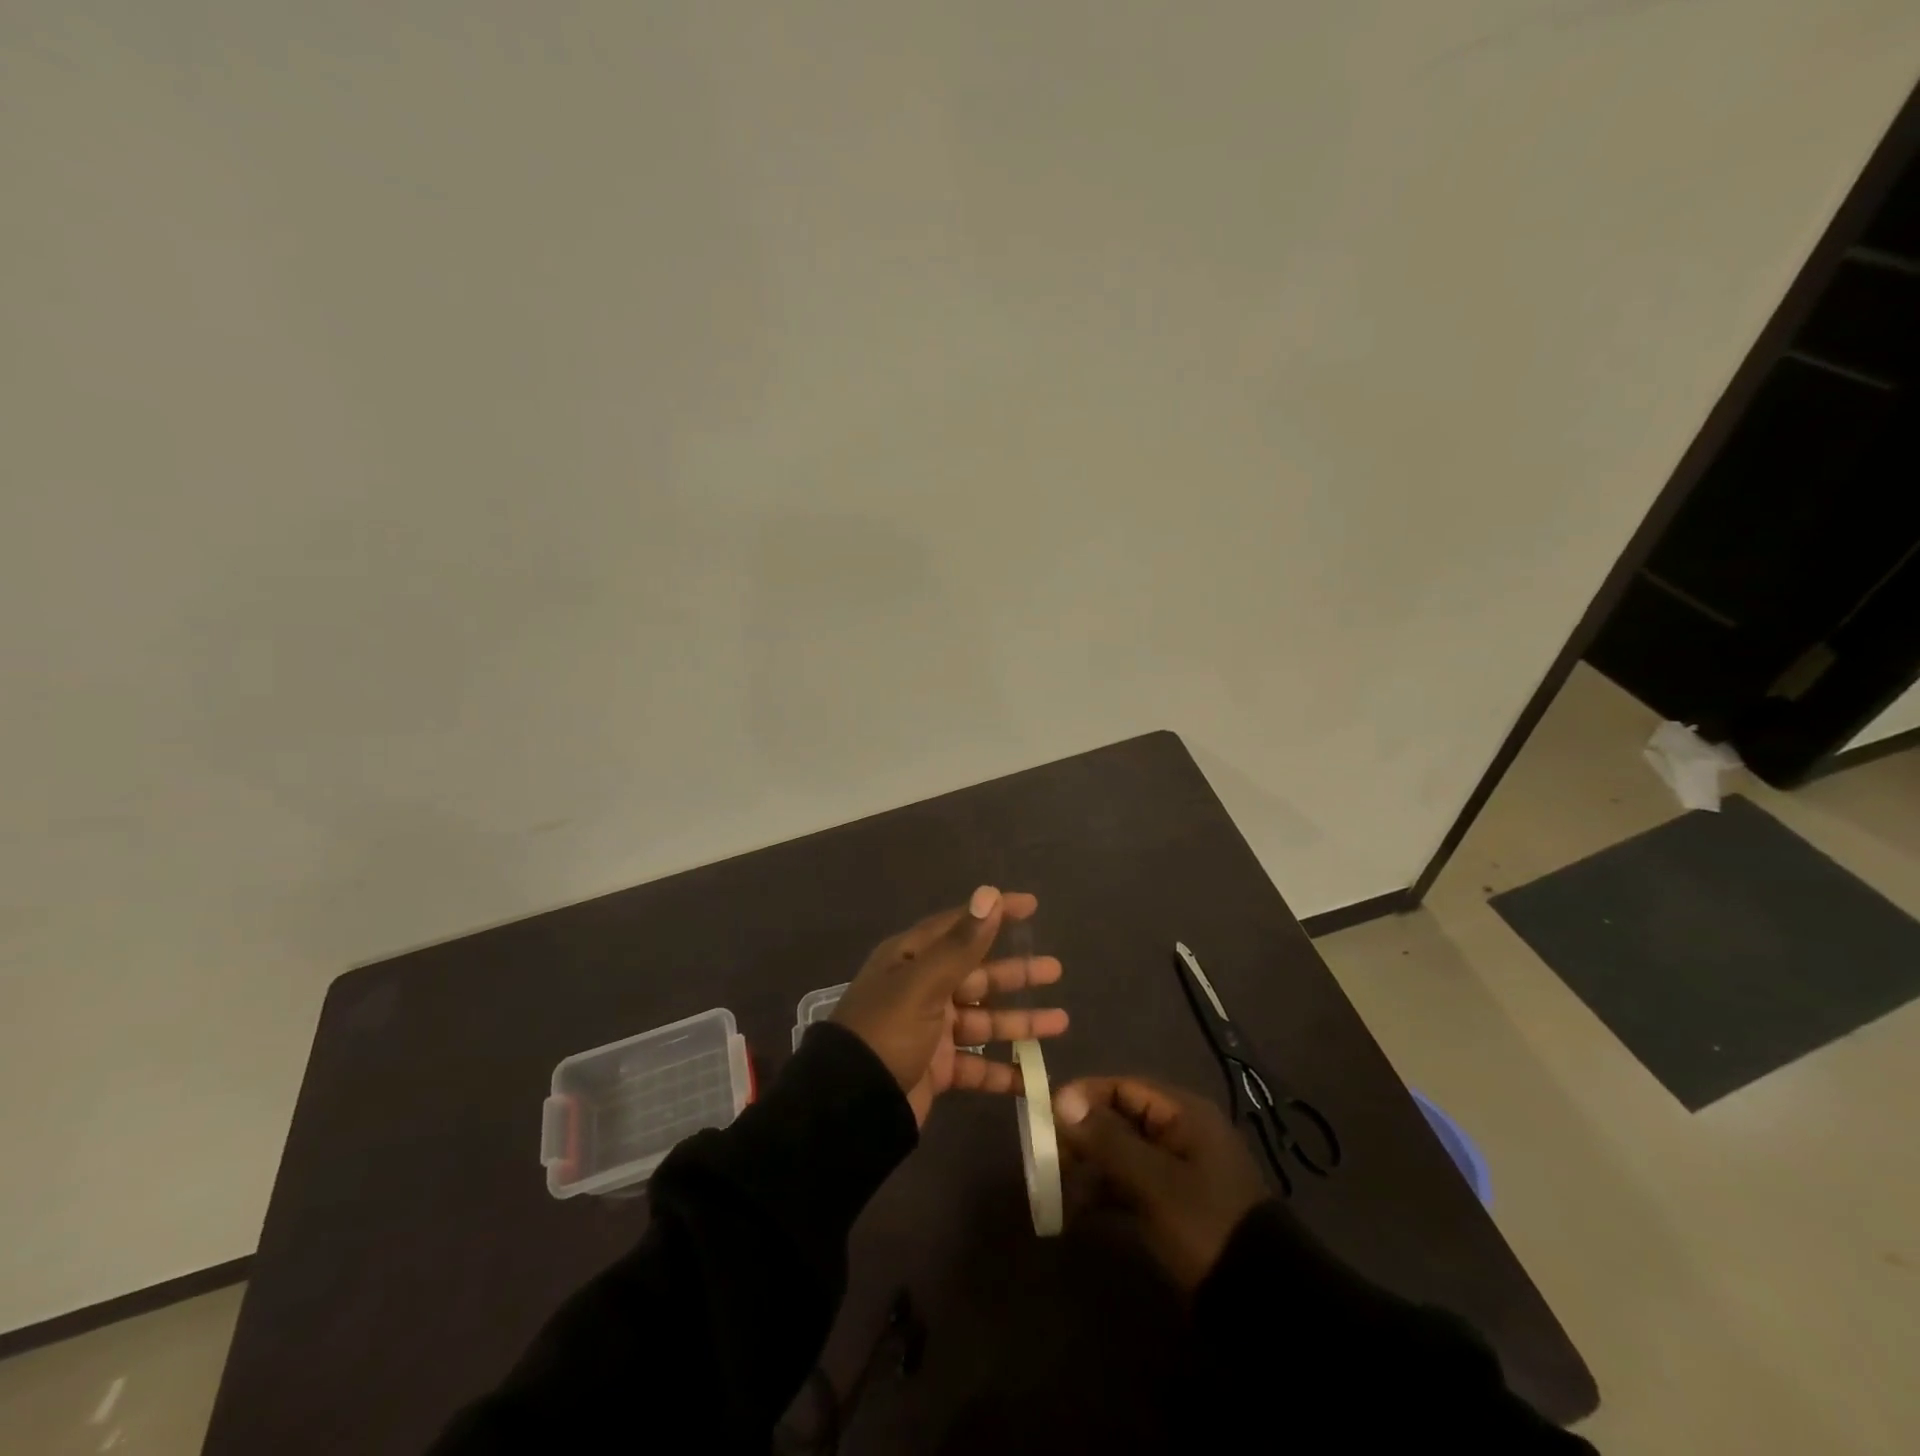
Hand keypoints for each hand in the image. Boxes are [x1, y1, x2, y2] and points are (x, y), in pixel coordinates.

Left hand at [831, 886, 1067, 1124]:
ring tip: (1061, 1021)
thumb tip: (989, 894)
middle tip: (1055, 969)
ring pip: (984, 1021)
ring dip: (1019, 1022)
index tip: (1030, 905)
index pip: (959, 926)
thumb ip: (962, 943)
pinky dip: (1004, 1072)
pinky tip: (1035, 1078)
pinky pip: (978, 1067)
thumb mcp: (925, 983)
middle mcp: (921, 989)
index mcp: (912, 959)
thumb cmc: (888, 1031)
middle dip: (1015, 974)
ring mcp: (930, 1030)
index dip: (994, 915)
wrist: (852, 1105)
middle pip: (977, 975)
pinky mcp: (937, 1069)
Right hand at [1053, 1075, 1270, 1289]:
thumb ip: (1107, 1139)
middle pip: (1120, 1118)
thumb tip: (1062, 1099)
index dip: (1084, 1096)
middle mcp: (1179, 1132)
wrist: (1261, 1300)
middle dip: (1082, 1134)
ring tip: (1053, 1186)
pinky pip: (1129, 1184)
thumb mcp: (1153, 1181)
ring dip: (1088, 1166)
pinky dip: (1103, 1193)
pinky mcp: (1173, 1204)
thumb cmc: (1205, 1224)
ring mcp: (1177, 1170)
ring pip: (1121, 1153)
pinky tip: (1074, 1212)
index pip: (1123, 1087)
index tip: (1047, 1114)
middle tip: (1046, 1155)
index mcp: (1183, 1114)